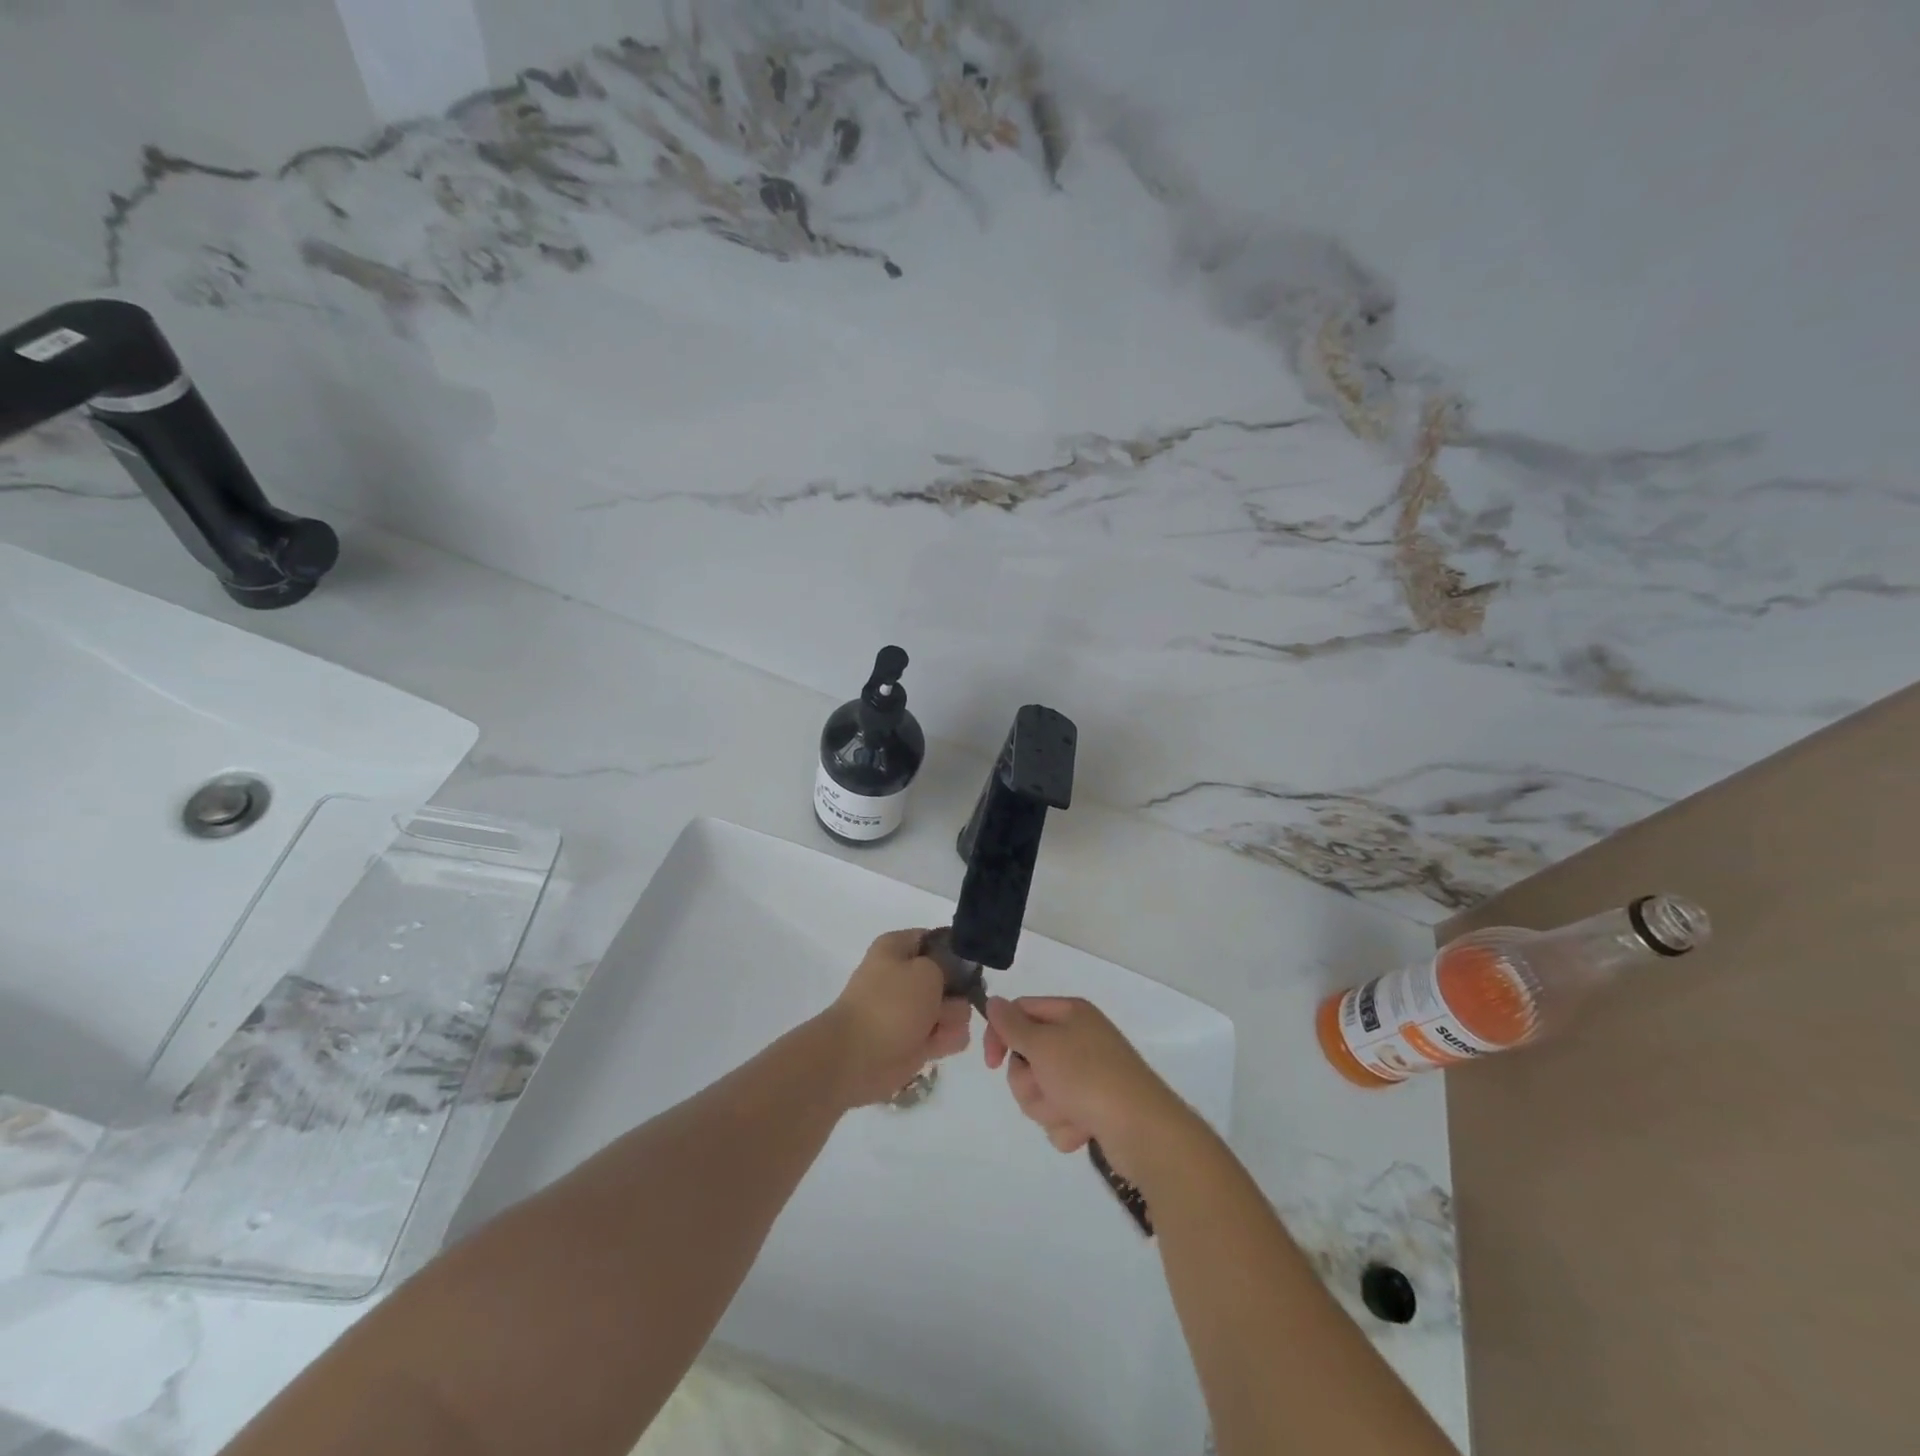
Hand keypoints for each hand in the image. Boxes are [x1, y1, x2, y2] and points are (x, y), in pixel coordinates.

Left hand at [824, 930, 972, 1106]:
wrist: (859, 1057)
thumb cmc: (891, 1004)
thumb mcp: (927, 970)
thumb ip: (950, 964)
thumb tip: (956, 972)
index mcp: (898, 948)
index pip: (937, 940)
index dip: (957, 950)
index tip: (971, 965)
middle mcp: (905, 975)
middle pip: (951, 977)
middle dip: (958, 992)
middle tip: (947, 1001)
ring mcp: (911, 1009)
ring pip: (953, 1007)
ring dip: (953, 1018)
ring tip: (937, 1028)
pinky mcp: (916, 1039)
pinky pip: (946, 1034)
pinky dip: (946, 1040)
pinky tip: (936, 1045)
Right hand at [983, 996, 1190, 1168]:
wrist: (1142, 1130)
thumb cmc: (1088, 1077)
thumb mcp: (1043, 1045)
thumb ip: (1012, 1025)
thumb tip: (994, 1001)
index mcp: (1070, 1014)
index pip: (1020, 1012)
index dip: (1000, 1035)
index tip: (992, 1063)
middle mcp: (1079, 1038)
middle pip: (1028, 1057)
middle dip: (1030, 1082)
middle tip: (1047, 1088)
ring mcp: (1088, 1074)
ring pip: (1041, 1090)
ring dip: (1047, 1107)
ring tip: (1070, 1112)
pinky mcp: (1094, 1107)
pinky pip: (1061, 1116)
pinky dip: (1067, 1125)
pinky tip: (1085, 1129)